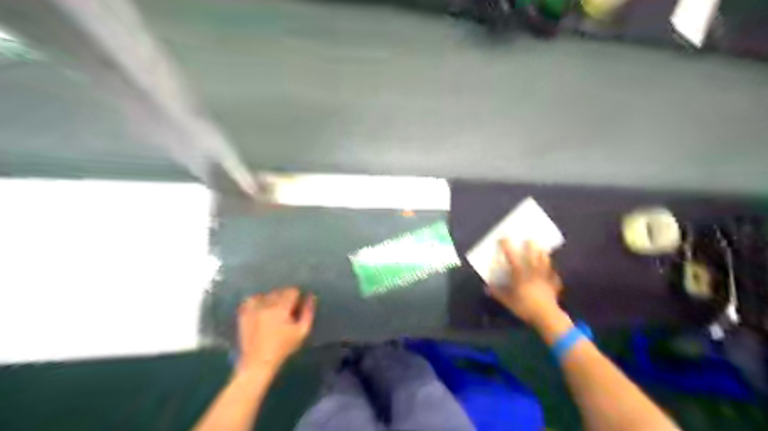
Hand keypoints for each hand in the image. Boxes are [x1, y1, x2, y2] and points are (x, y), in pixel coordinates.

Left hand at [238, 286, 313, 369]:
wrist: (258, 363)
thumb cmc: (283, 348)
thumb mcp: (302, 332)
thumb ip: (308, 312)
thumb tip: (311, 297)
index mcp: (281, 308)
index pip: (292, 291)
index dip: (297, 297)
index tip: (297, 306)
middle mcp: (266, 305)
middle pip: (279, 291)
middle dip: (285, 298)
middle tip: (287, 311)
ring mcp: (253, 309)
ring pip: (266, 294)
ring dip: (271, 298)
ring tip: (274, 310)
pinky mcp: (243, 315)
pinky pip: (250, 300)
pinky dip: (257, 301)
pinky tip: (261, 308)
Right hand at [484, 238, 562, 326]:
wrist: (546, 316)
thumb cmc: (525, 307)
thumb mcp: (507, 301)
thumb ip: (498, 293)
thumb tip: (486, 287)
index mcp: (520, 275)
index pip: (512, 257)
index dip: (507, 247)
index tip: (503, 238)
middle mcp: (533, 273)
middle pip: (532, 256)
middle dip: (530, 246)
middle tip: (530, 238)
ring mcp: (545, 278)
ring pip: (544, 263)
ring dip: (543, 255)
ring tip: (543, 250)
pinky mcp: (553, 286)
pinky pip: (554, 277)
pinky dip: (553, 274)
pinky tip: (553, 272)